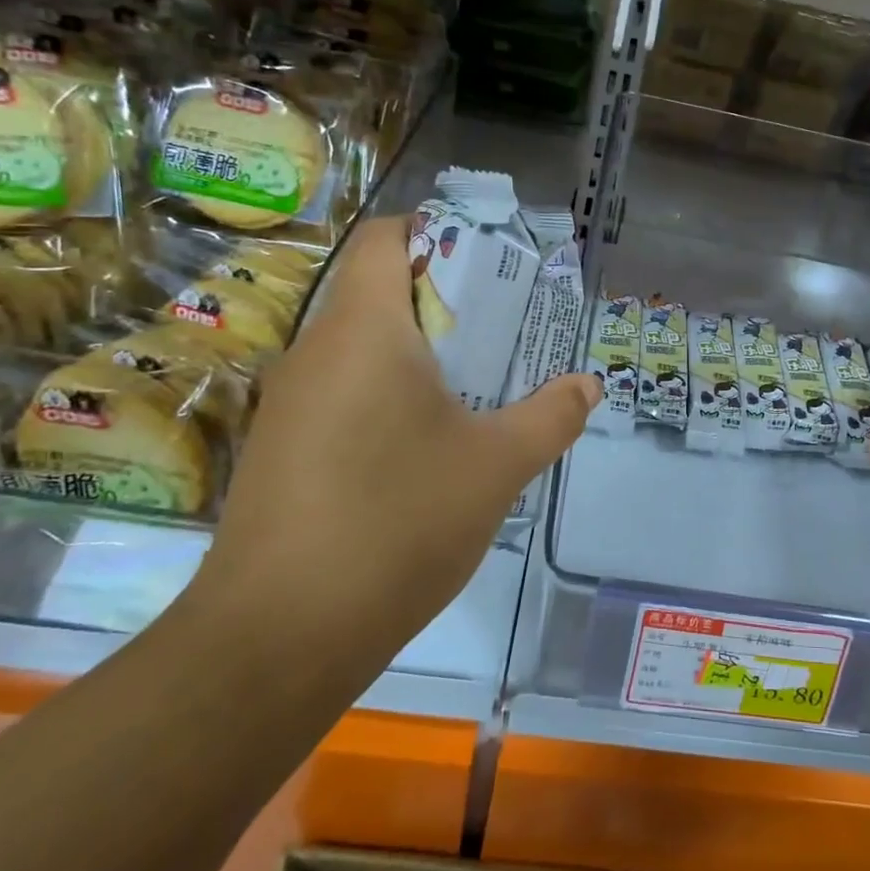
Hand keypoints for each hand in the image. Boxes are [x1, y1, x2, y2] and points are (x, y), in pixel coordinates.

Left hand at [196, 215, 600, 664]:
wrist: (280, 636)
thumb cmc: (398, 523)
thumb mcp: (497, 466)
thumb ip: (551, 416)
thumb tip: (589, 385)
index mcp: (365, 330)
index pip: (387, 239)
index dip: (437, 234)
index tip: (491, 268)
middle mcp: (315, 351)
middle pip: (378, 293)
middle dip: (444, 304)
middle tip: (502, 335)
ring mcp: (289, 404)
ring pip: (360, 351)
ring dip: (417, 358)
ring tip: (475, 392)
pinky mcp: (280, 451)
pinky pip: (341, 396)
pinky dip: (386, 399)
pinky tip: (423, 450)